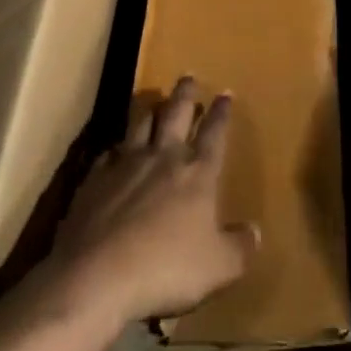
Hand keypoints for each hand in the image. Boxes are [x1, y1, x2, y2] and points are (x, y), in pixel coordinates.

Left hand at [51, 78, 258, 327]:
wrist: (98, 274)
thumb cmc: (167, 268)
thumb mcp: (218, 266)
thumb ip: (239, 247)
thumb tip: (255, 232)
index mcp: (197, 173)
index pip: (215, 134)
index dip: (222, 113)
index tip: (225, 93)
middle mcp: (163, 157)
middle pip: (176, 114)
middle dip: (185, 94)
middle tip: (187, 76)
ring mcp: (126, 164)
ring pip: (140, 123)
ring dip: (149, 109)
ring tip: (153, 100)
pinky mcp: (95, 178)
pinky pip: (109, 153)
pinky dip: (116, 148)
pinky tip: (115, 151)